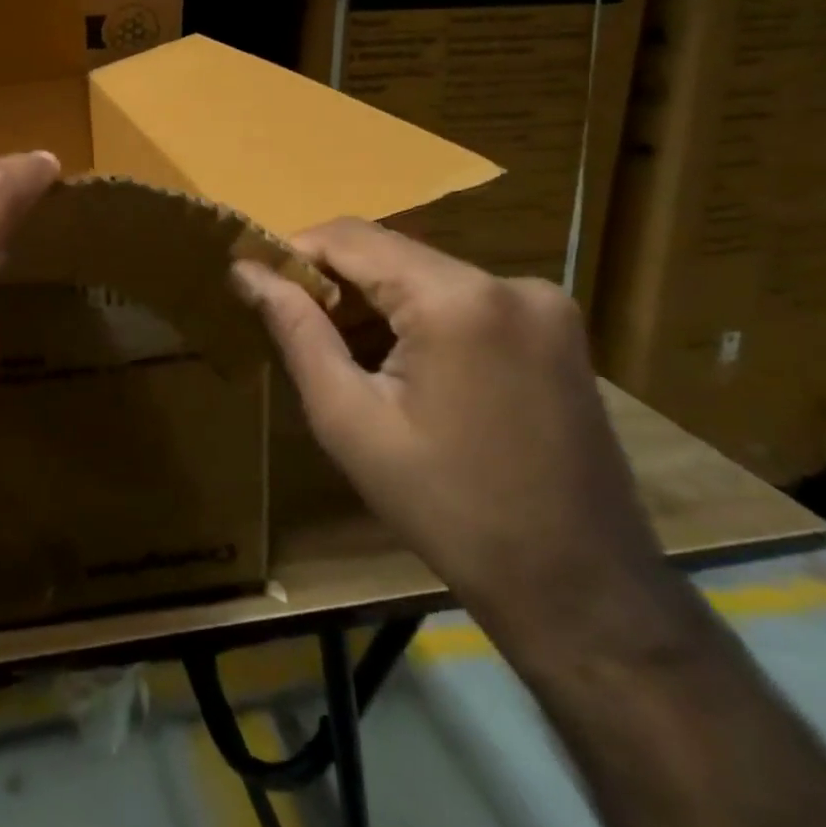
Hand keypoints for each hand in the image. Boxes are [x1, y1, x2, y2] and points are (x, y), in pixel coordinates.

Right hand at [232, 219, 683, 667]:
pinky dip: (418, 316)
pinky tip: (401, 367)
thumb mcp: (350, 421)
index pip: (351, 237)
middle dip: (334, 283)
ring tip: (344, 357)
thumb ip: (296, 331)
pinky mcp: (556, 328)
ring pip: (425, 274)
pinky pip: (463, 298)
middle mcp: (508, 281)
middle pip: (391, 253)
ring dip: (375, 302)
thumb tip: (245, 271)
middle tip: (295, 330)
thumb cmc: (448, 509)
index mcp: (457, 299)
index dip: (294, 252)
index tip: (257, 284)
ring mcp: (543, 303)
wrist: (580, 589)